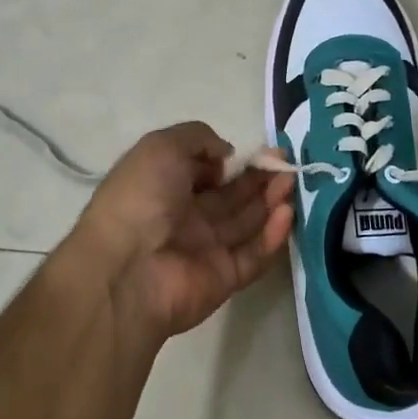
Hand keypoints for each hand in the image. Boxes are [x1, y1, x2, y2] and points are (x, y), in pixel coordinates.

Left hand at [64, 123, 294, 345]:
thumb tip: (227, 155)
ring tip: (291, 182)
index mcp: (164, 186)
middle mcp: (184, 217)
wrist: (126, 270)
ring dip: (270, 201)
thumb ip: (199, 139)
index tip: (261, 150)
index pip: (206, 170)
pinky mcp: (223, 279)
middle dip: (259, 178)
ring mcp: (204, 249)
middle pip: (231, 196)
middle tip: (285, 164)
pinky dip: (271, 236)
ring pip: (246, 222)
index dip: (233, 160)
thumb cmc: (141, 198)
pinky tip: (286, 214)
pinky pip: (252, 255)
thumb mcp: (162, 146)